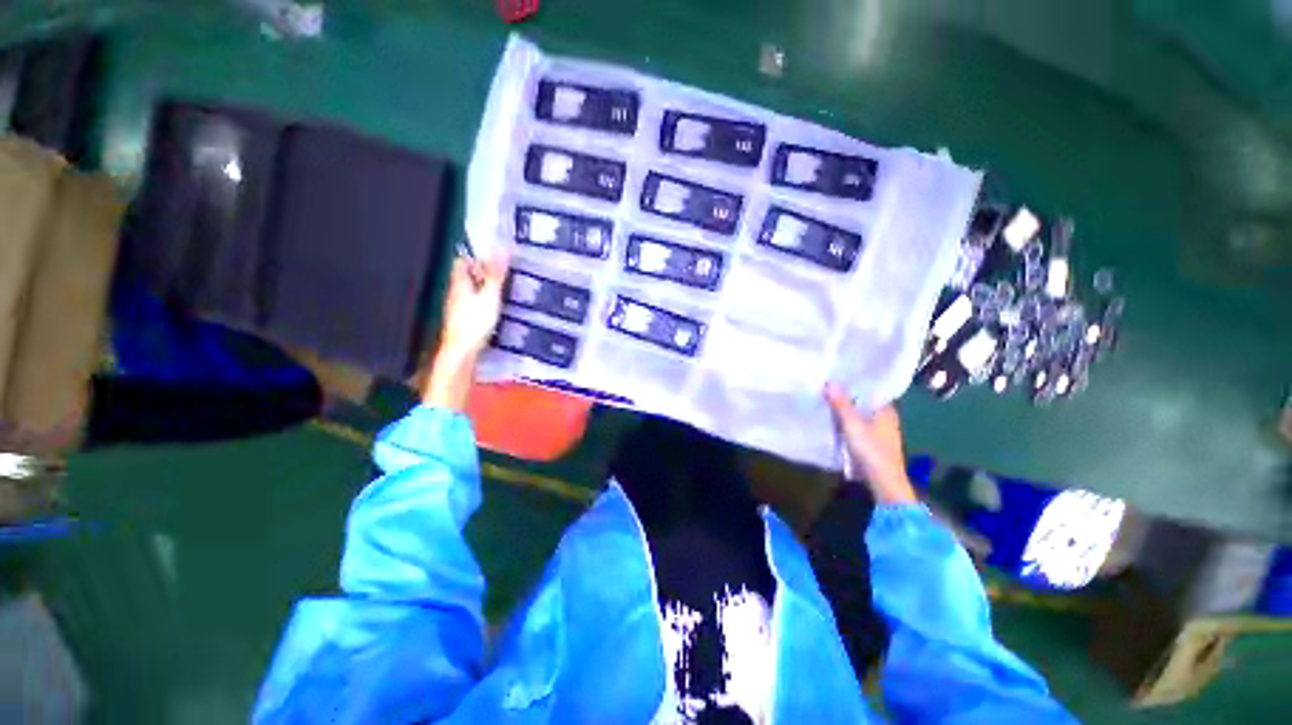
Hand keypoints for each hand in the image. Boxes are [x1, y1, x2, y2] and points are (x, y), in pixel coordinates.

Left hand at [438, 252, 509, 359]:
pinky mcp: (461, 321)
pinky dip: (481, 303)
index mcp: (459, 283)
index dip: (475, 258)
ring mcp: (456, 308)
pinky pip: (470, 305)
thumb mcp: (490, 295)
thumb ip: (495, 274)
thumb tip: (501, 248)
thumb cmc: (476, 321)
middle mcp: (454, 293)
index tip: (493, 262)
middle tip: (501, 277)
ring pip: (468, 291)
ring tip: (500, 293)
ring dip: (482, 290)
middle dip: (481, 274)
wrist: (462, 350)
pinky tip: (493, 311)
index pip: (460, 261)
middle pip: (465, 276)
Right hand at [824, 384, 916, 504]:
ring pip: (860, 414)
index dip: (855, 382)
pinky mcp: (873, 443)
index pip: (871, 389)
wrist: (883, 482)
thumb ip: (841, 404)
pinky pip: (858, 426)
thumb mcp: (852, 424)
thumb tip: (830, 381)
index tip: (837, 375)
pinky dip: (847, 422)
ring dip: (846, 409)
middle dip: (847, 395)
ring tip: (826, 400)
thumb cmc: (871, 450)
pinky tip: (833, 420)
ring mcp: (880, 432)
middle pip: (864, 402)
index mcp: (886, 409)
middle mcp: (886, 418)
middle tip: (827, 386)